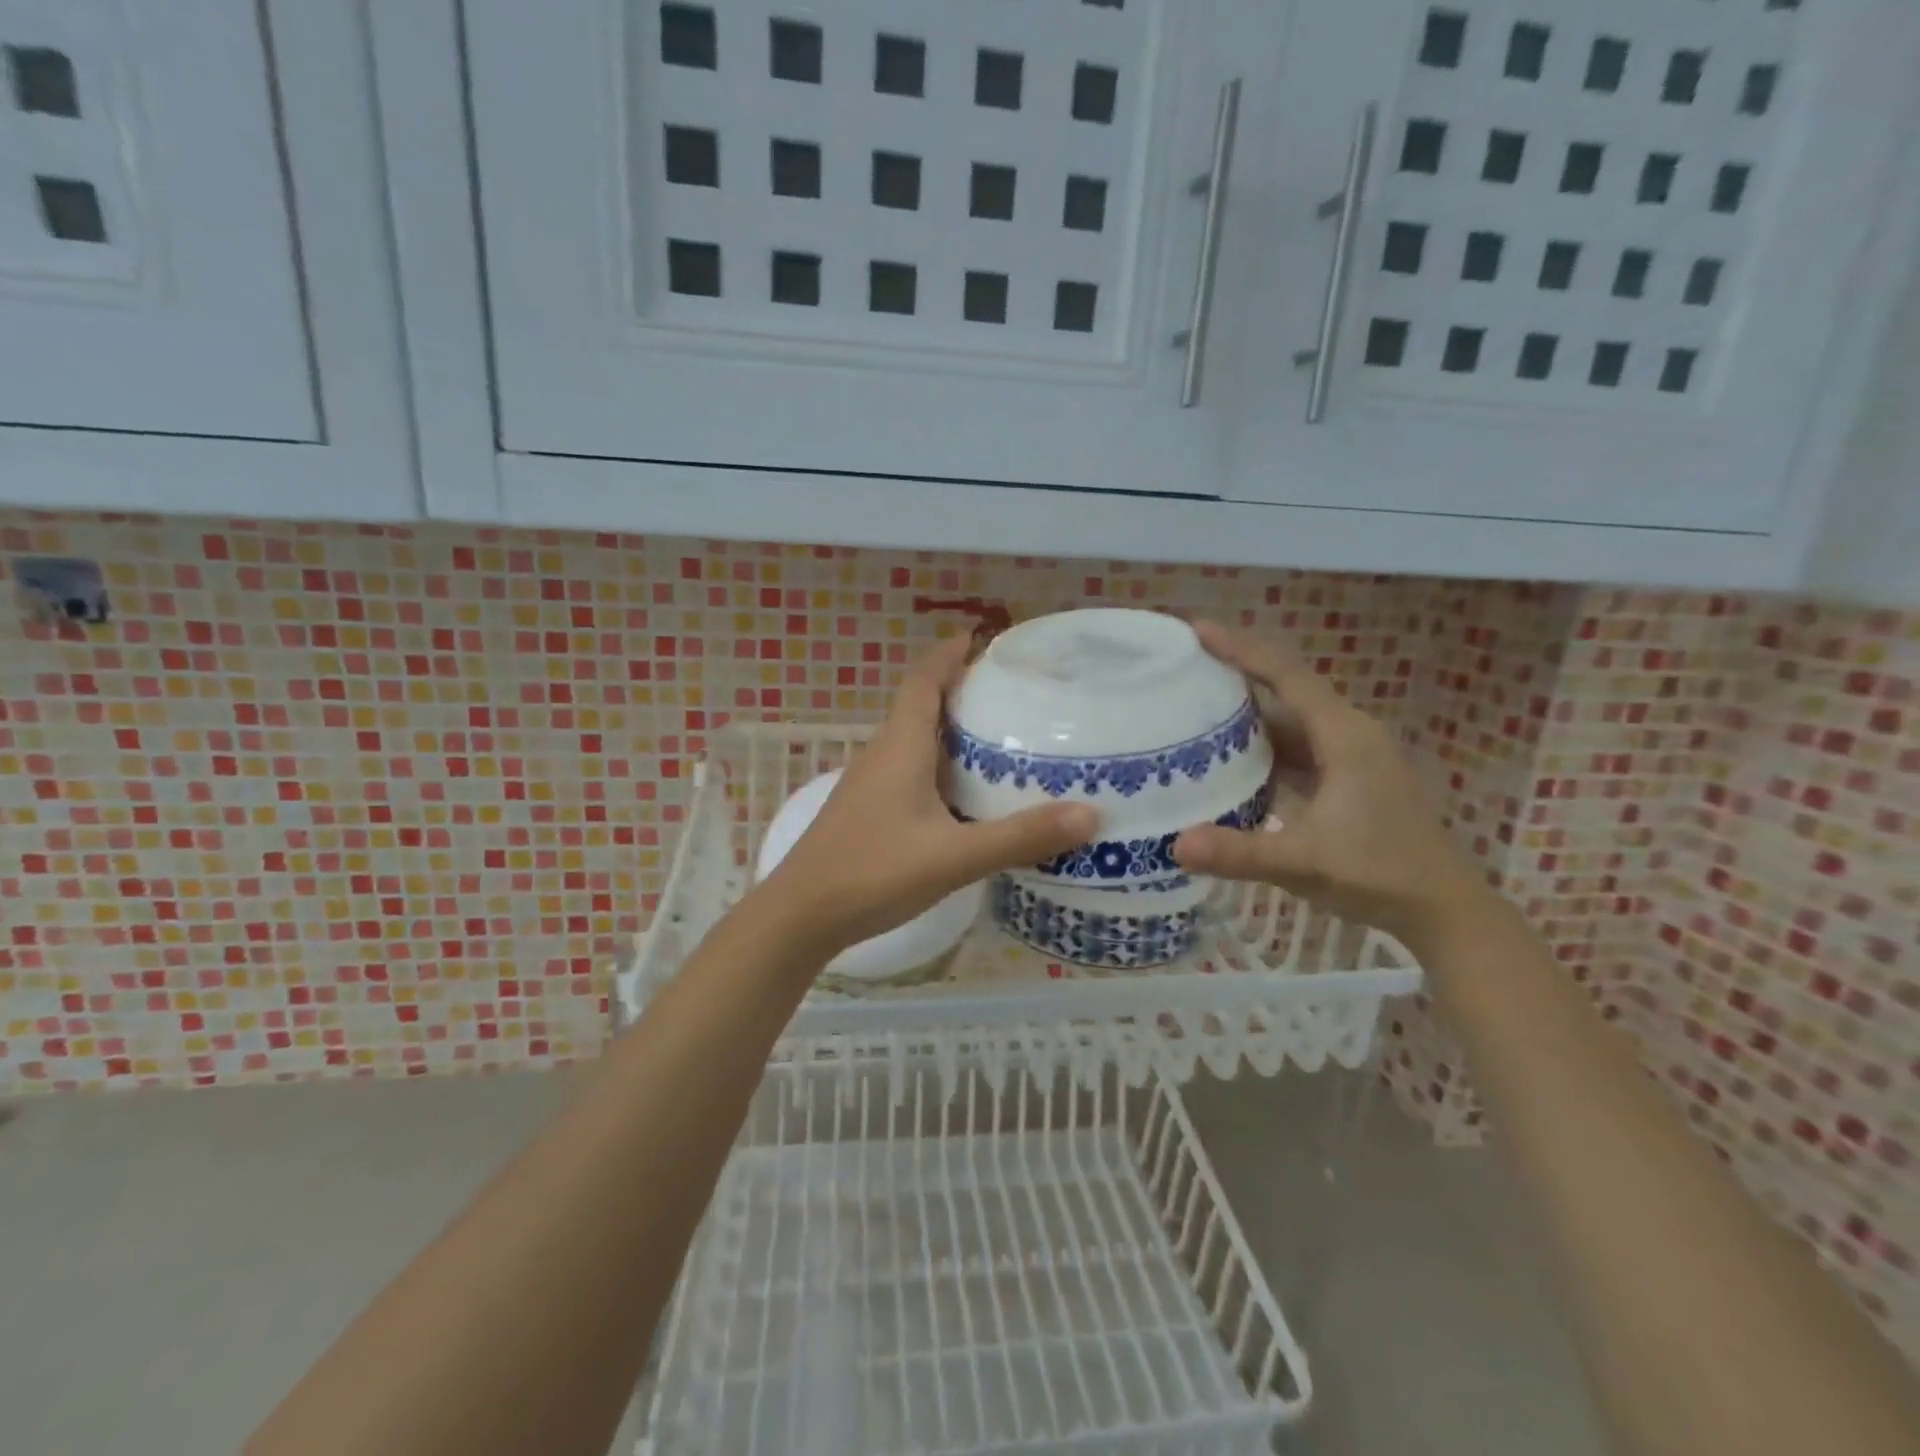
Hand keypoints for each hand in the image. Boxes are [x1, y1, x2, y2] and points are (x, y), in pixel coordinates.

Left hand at [758, 635, 1097, 956]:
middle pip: (922, 706)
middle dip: (961, 691)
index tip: (980, 638)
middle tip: (1012, 694)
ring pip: (915, 742)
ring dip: (951, 732)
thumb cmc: (872, 873)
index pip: (924, 680)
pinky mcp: (867, 812)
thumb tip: (1090, 815)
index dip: (949, 654)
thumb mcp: (953, 856)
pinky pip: (909, 772)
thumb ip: (1019, 837)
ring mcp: (870, 785)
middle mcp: (882, 755)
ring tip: (999, 739)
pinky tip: (965, 797)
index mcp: (900, 747)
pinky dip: (940, 768)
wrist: (800, 916)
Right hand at [1171, 621, 1489, 945]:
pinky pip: (1295, 749)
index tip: (1195, 630)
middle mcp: (1348, 735)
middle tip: (1181, 670)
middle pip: (1285, 691)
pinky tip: (1229, 763)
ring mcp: (1350, 757)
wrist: (1442, 910)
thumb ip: (1241, 854)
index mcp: (1344, 736)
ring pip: (1289, 723)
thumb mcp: (1305, 863)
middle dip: (1235, 676)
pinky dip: (1261, 749)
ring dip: (1246, 717)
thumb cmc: (1380, 875)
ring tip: (1192, 711)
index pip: (1286, 675)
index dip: (1240, 648)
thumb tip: (1175, 844)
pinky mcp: (1347, 779)